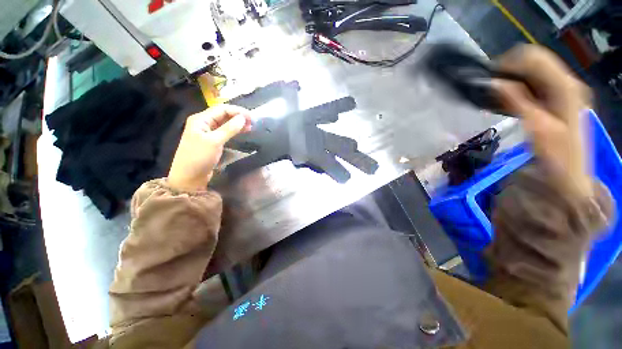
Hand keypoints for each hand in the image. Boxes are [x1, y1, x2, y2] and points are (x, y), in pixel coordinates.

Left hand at [168, 104, 251, 191]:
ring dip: (235, 125)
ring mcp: (204, 133)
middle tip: (252, 124)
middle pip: (222, 115)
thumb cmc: (198, 158)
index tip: (252, 118)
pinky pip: (220, 133)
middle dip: (237, 117)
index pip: (222, 108)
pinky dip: (230, 132)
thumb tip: (243, 118)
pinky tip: (239, 134)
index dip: (238, 111)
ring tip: (248, 129)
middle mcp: (201, 123)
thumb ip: (229, 128)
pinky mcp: (207, 143)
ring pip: (222, 124)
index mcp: (200, 119)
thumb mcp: (214, 142)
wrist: (187, 180)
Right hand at [494, 44, 593, 198]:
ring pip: (543, 68)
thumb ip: (517, 101)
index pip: (533, 56)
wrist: (576, 187)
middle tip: (503, 84)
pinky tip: (528, 98)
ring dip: (526, 76)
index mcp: (565, 86)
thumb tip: (495, 82)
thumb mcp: (538, 131)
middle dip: (518, 67)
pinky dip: (535, 84)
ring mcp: (572, 89)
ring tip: (513, 92)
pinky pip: (549, 80)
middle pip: (539, 58)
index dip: (511, 62)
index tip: (496, 77)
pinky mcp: (572, 98)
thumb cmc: (560, 163)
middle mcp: (570, 81)